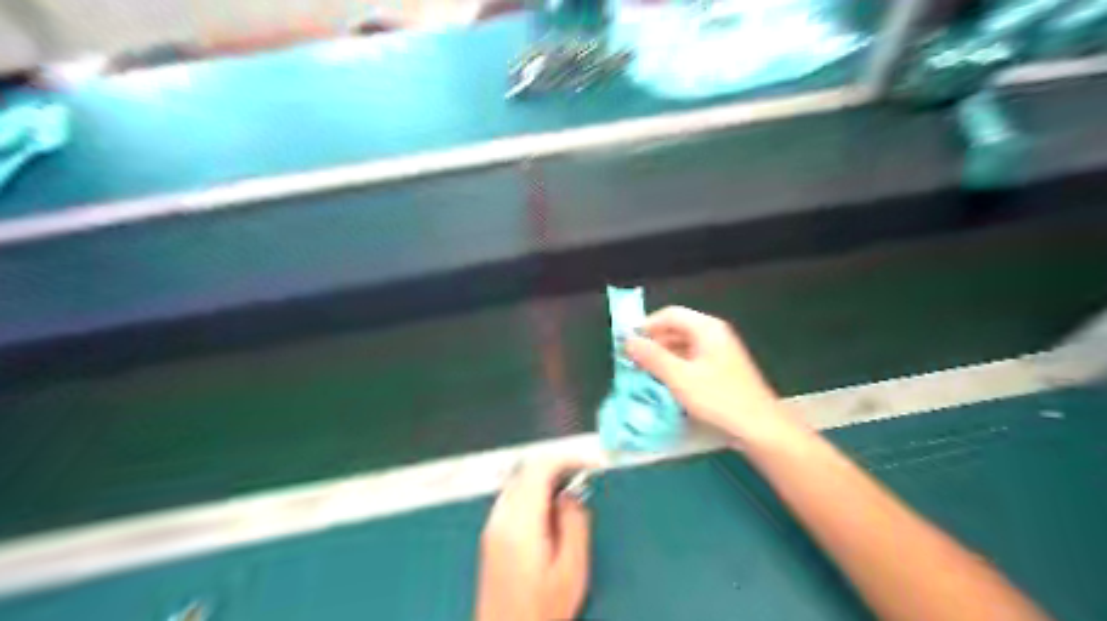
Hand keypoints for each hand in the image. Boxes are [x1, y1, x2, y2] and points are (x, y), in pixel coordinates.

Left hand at [477, 456, 596, 620]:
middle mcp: (501, 517)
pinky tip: (548, 511)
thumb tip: (571, 494)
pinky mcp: (490, 535)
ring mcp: (492, 525)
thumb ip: (574, 524)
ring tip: (568, 494)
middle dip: (556, 466)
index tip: (587, 464)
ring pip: (517, 481)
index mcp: (521, 523)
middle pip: (526, 470)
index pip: (540, 469)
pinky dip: (531, 491)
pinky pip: (511, 496)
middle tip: (581, 478)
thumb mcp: (572, 571)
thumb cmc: (542, 611)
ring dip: (543, 478)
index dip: (566, 459)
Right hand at [627, 305, 800, 445]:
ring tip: (645, 375)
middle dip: (653, 343)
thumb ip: (652, 357)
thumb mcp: (680, 378)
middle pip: (676, 328)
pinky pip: (692, 359)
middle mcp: (714, 334)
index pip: (669, 314)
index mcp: (707, 328)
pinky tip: (666, 384)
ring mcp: (720, 351)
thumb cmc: (719, 399)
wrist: (760, 428)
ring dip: (662, 357)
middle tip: (633, 362)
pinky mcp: (722, 369)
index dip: (646, 326)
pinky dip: (676, 367)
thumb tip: (628, 341)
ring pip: (683, 345)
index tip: (628, 345)